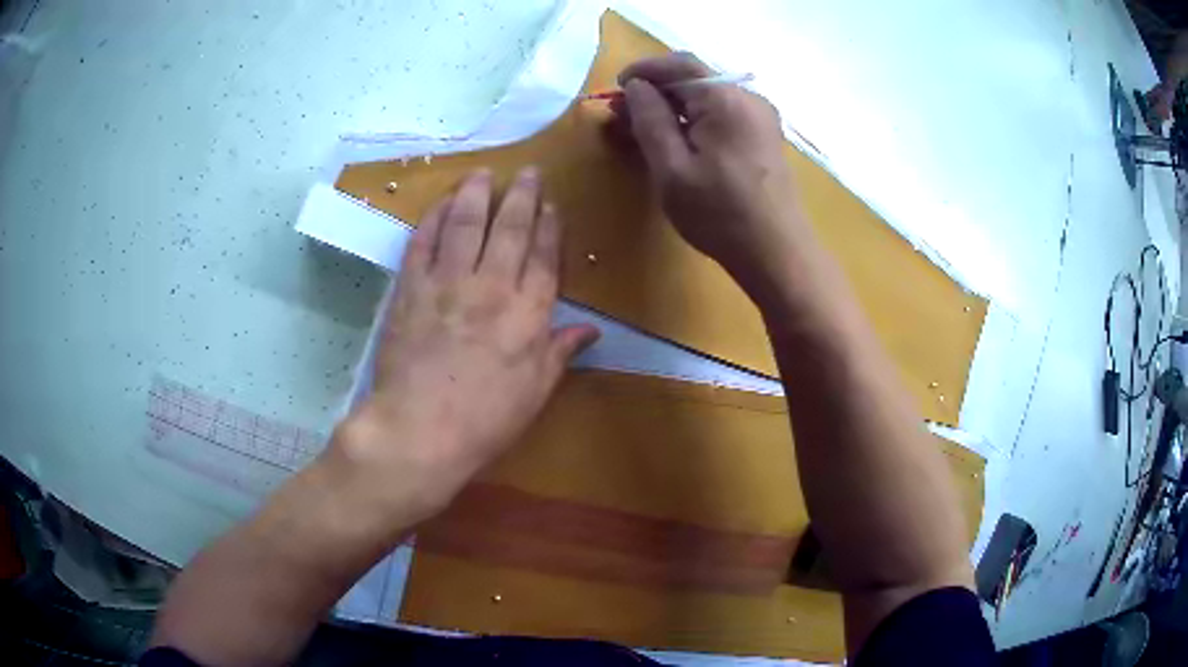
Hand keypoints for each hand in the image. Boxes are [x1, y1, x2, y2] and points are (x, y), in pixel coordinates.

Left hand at [334, 167, 599, 524]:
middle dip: (521, 196)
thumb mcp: (536, 392)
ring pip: (466, 224)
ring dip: (476, 194)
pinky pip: (423, 242)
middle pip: (510, 229)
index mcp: (528, 314)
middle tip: (528, 172)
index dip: (549, 227)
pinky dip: (432, 218)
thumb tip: (592, 329)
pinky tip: (440, 203)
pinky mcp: (411, 288)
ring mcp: (447, 283)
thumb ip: (561, 352)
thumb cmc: (486, 420)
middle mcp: (492, 287)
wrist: (420, 430)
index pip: (544, 257)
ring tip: (483, 172)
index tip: (551, 204)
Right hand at [615, 54, 809, 289]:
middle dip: (657, 91)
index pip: (680, 65)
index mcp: (726, 99)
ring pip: (709, 98)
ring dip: (675, 106)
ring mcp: (762, 118)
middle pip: (696, 79)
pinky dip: (696, 120)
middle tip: (625, 114)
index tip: (616, 88)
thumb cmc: (720, 214)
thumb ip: (649, 120)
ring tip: (646, 130)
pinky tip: (680, 142)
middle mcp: (749, 98)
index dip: (644, 70)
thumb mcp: (671, 168)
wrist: (777, 253)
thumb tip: (636, 87)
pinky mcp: (765, 137)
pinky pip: (724, 114)